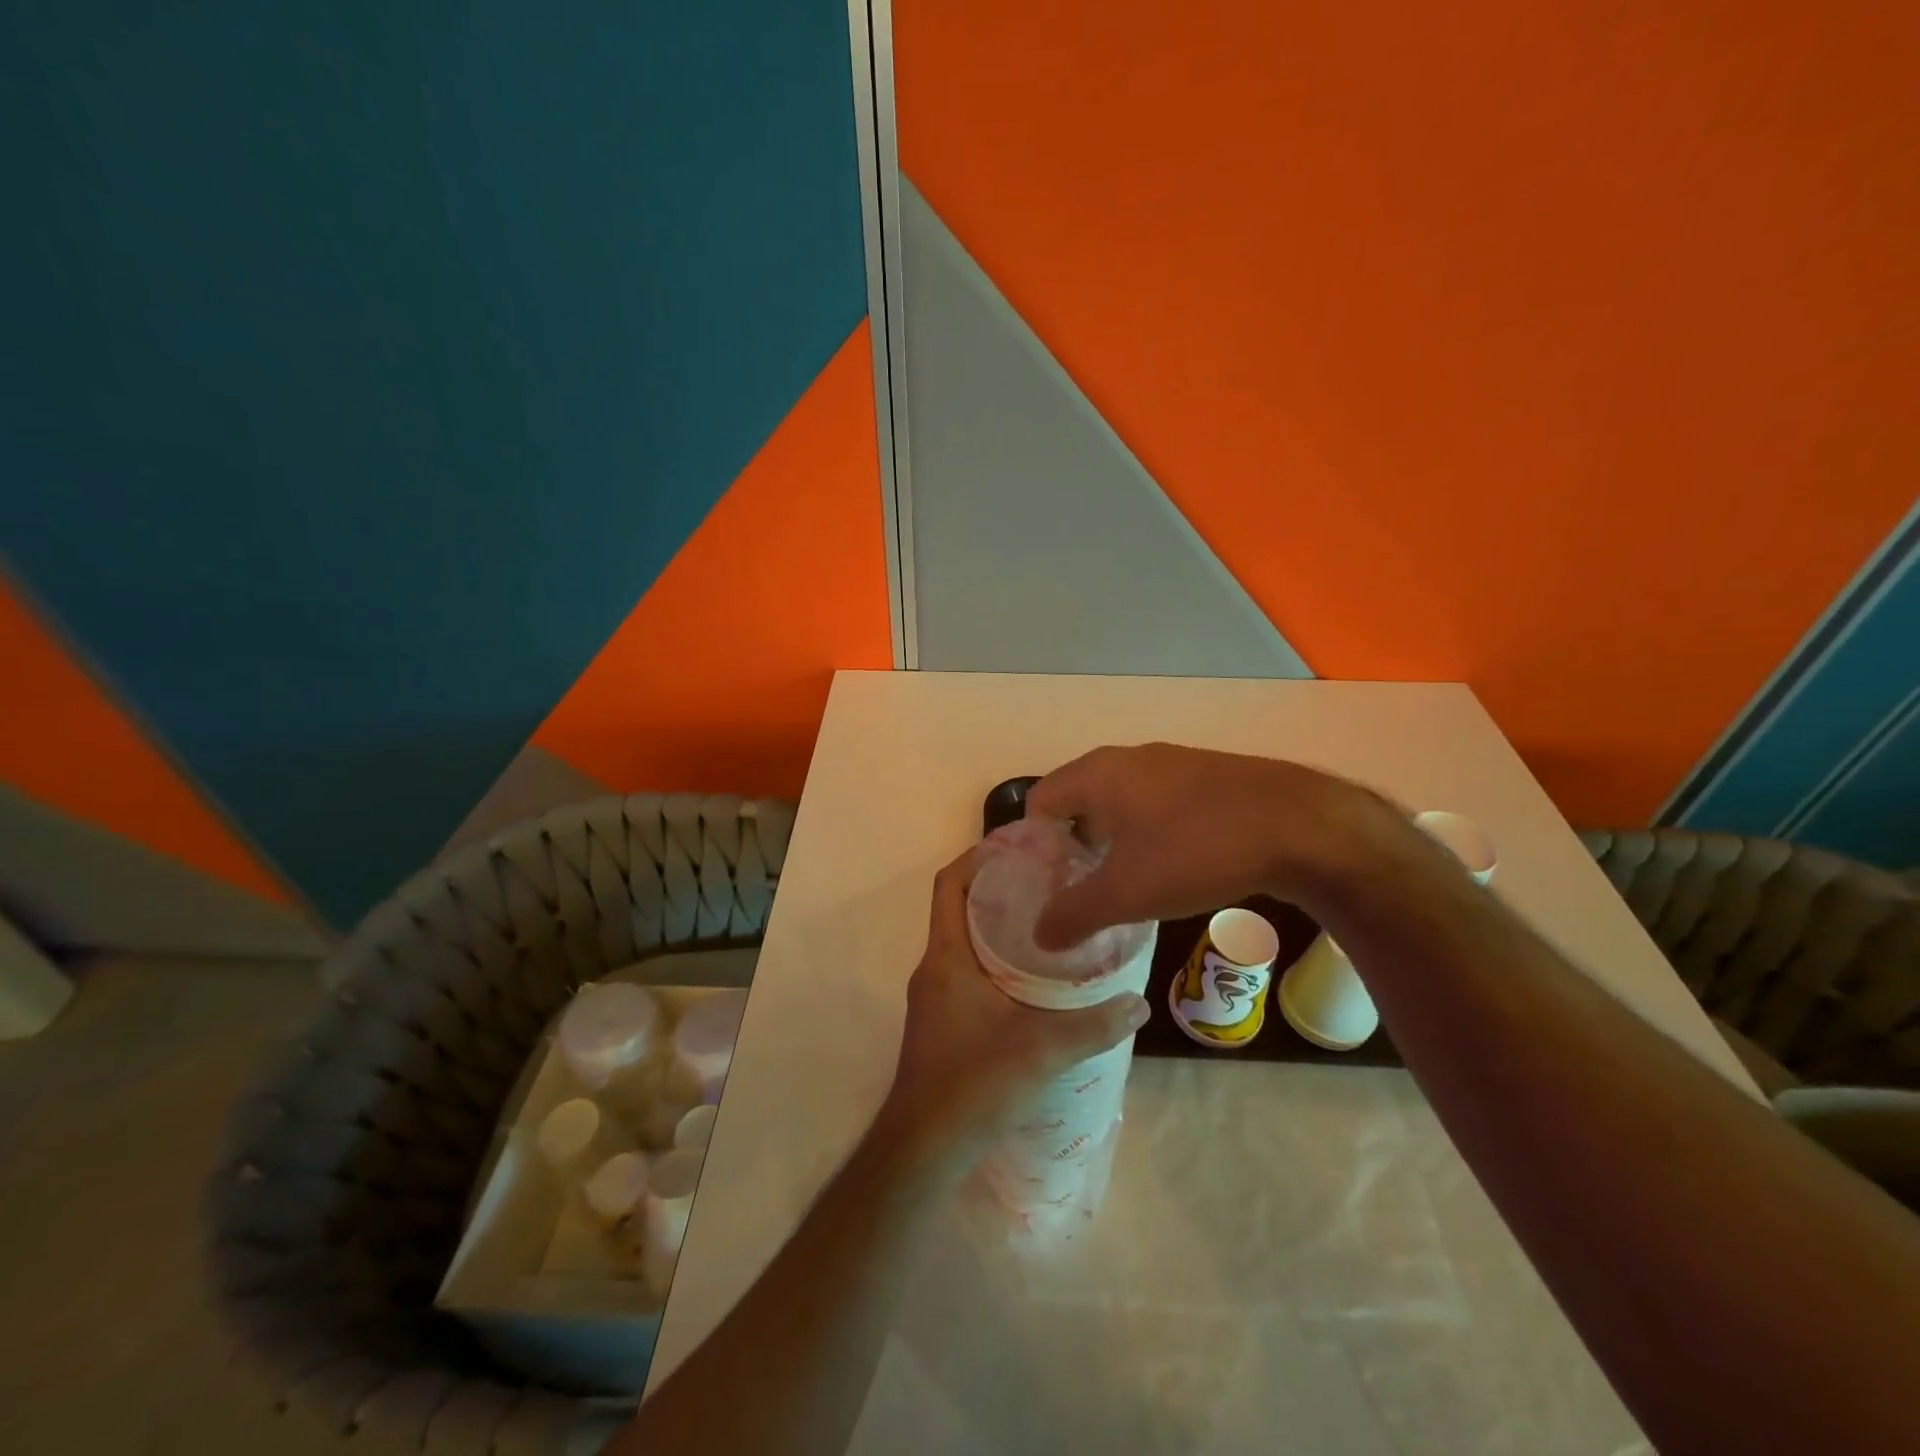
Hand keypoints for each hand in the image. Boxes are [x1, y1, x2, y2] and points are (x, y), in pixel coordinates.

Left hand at [876, 848, 1150, 1177]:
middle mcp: (934, 968)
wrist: (923, 1150)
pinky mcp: (942, 1021)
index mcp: (946, 957)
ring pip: (965, 942)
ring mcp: (935, 996)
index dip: (976, 858)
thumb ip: (1093, 1026)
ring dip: (1000, 927)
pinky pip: (968, 971)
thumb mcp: (1040, 1051)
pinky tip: (1035, 980)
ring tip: (1051, 922)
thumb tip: (1139, 1005)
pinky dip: (997, 961)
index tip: (1019, 846)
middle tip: (1051, 881)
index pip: (948, 884)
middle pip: (960, 908)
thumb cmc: (972, 1085)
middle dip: (1000, 889)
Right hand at [1028, 742, 1407, 948]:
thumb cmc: (1195, 851)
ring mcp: (1171, 763)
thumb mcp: (1126, 893)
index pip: (1040, 800)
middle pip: (1079, 800)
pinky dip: (1149, 833)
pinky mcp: (1207, 777)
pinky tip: (1172, 868)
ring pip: (1122, 802)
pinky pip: (1158, 803)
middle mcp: (1128, 759)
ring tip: (1124, 885)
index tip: (1044, 884)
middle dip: (1073, 845)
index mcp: (1098, 774)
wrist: (1299, 826)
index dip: (1033, 844)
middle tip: (1079, 890)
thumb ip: (1074, 914)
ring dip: (1113, 840)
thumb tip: (1039, 936)